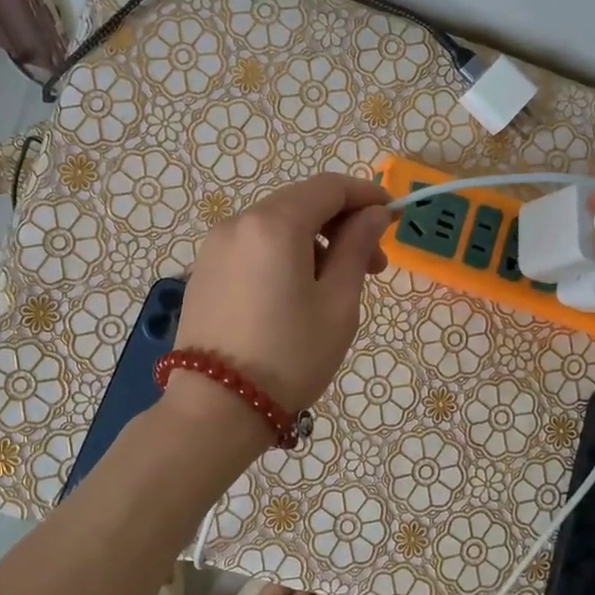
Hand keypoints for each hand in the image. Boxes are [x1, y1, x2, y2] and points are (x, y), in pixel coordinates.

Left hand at [172, 173, 392, 419]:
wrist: (216, 407)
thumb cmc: (289, 356)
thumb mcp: (337, 303)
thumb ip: (356, 248)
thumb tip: (372, 214)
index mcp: (274, 224)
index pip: (328, 187)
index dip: (365, 195)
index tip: (391, 218)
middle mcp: (238, 223)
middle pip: (300, 203)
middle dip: (341, 224)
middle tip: (373, 266)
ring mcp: (214, 247)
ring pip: (275, 226)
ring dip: (312, 241)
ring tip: (335, 286)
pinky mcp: (203, 272)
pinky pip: (252, 247)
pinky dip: (282, 255)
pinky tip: (295, 293)